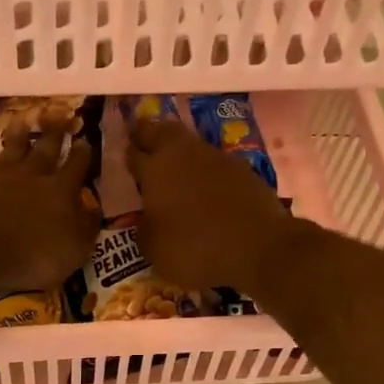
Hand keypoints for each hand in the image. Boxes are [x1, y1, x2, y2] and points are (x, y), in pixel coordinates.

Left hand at [0, 126, 100, 291]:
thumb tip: (92, 209)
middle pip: (48, 149)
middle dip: (56, 133)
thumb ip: (85, 228)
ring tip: (25, 120)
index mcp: (62, 191)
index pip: (77, 167)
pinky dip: (0, 151)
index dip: (83, 154)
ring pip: (17, 147)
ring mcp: (2, 177)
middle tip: (60, 114)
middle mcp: (34, 176)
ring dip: (23, 134)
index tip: (86, 141)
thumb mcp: (72, 251)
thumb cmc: (31, 256)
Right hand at [126, 119, 301, 294]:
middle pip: (161, 132)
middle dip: (149, 134)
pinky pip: (215, 163)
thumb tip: (146, 220)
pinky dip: (207, 170)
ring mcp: (216, 158)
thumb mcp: (155, 251)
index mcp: (154, 170)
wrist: (259, 247)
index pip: (133, 153)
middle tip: (143, 140)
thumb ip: (145, 230)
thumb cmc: (196, 250)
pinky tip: (207, 185)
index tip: (124, 156)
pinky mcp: (243, 169)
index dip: (127, 155)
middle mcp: (183, 154)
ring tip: (175, 165)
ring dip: (180, 151)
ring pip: (190, 144)